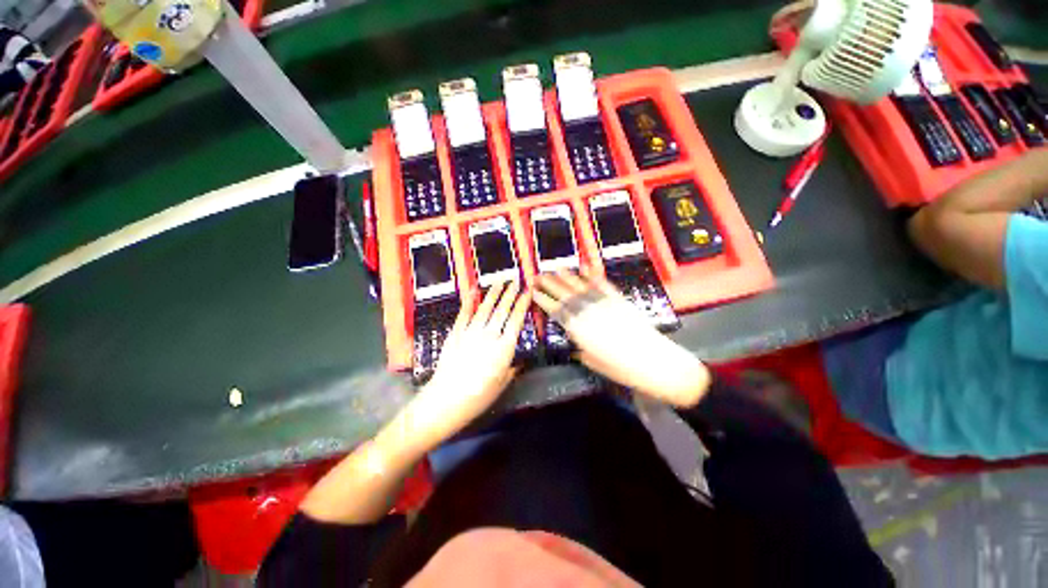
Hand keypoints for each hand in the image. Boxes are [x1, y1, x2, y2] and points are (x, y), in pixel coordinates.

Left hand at [400, 281, 530, 448]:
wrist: (447, 399)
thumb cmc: (479, 397)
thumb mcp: (502, 384)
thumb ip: (511, 369)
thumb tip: (518, 361)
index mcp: (504, 348)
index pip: (516, 320)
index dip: (522, 304)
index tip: (527, 292)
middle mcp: (490, 335)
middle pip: (502, 310)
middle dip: (510, 294)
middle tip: (516, 280)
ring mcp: (471, 332)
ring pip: (485, 308)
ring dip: (493, 293)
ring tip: (500, 281)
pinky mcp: (456, 334)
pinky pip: (464, 314)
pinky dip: (469, 302)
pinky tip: (473, 291)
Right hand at [534, 271, 709, 406]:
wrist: (652, 360)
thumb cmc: (620, 368)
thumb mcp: (592, 361)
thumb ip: (578, 346)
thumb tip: (572, 337)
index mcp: (577, 328)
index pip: (554, 309)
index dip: (542, 299)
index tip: (532, 291)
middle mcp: (586, 311)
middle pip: (563, 293)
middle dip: (548, 283)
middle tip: (537, 275)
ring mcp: (603, 302)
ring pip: (580, 285)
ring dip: (566, 276)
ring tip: (555, 268)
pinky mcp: (618, 299)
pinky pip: (601, 283)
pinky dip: (592, 274)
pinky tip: (584, 266)